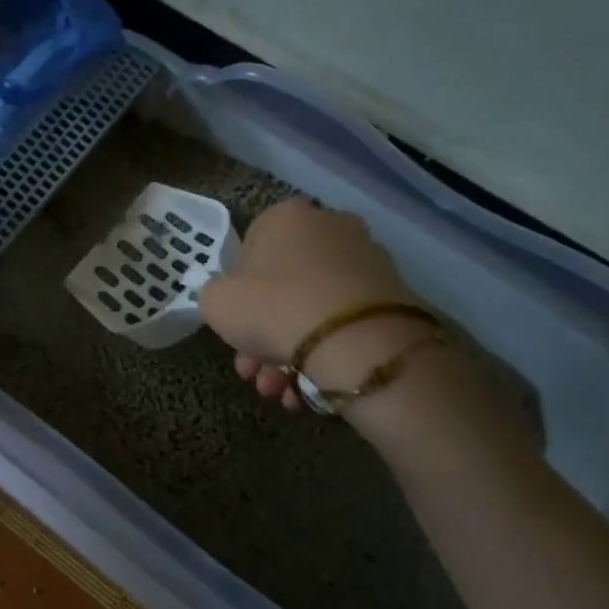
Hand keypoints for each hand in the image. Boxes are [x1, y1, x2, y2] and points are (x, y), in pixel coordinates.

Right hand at [199, 199, 430, 410]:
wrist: (353, 342)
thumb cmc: (273, 307)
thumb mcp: (215, 301)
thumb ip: (216, 294)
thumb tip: (234, 300)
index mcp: (286, 216)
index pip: (249, 250)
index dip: (237, 293)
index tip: (235, 326)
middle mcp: (331, 227)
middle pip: (283, 286)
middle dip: (263, 335)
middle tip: (254, 372)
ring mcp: (366, 261)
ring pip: (312, 309)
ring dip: (290, 353)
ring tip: (279, 391)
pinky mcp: (392, 297)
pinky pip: (344, 325)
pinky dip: (324, 355)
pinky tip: (307, 391)